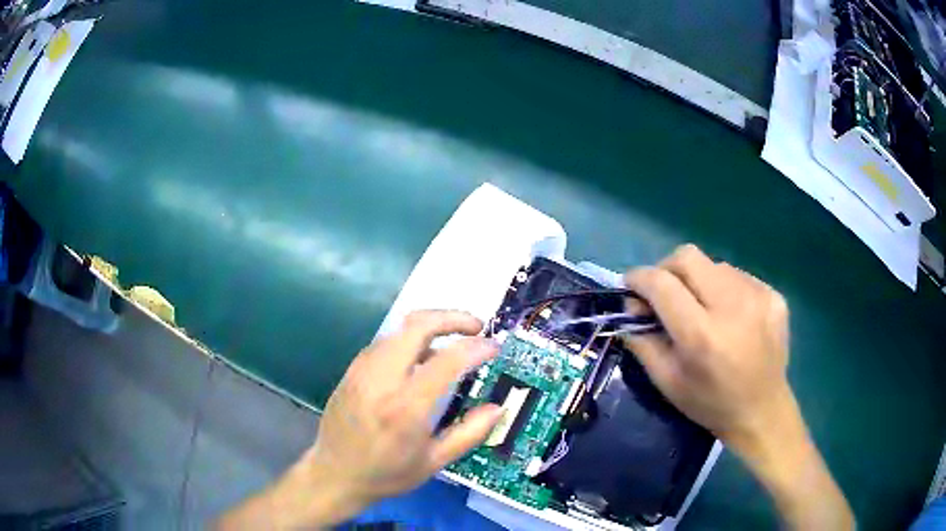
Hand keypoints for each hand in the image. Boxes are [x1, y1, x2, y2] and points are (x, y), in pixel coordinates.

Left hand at [217, 310, 502, 529]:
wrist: (333, 475)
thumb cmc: (386, 474)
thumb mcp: (434, 462)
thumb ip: (470, 433)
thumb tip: (497, 408)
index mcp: (405, 408)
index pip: (446, 360)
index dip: (476, 347)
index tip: (493, 347)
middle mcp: (381, 381)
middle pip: (417, 325)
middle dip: (452, 317)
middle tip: (476, 327)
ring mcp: (362, 371)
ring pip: (399, 330)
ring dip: (430, 327)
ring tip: (451, 346)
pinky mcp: (352, 371)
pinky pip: (384, 343)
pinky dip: (408, 341)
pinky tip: (419, 360)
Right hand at [623, 244, 791, 449]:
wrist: (762, 411)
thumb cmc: (709, 403)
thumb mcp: (666, 381)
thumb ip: (642, 340)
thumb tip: (630, 305)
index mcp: (701, 335)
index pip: (661, 284)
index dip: (639, 278)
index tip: (630, 285)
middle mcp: (732, 306)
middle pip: (687, 257)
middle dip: (667, 269)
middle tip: (664, 292)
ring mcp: (757, 296)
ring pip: (713, 265)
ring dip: (698, 281)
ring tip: (702, 309)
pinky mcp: (773, 294)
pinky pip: (737, 276)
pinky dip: (724, 289)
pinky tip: (729, 316)